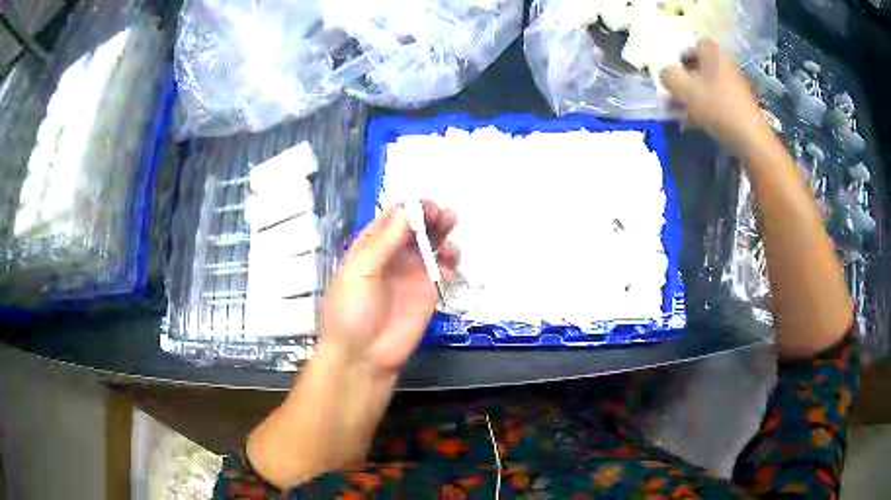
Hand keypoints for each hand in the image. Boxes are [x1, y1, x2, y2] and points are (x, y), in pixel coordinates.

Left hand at [321, 201, 459, 374]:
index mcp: (371, 246)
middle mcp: (393, 255)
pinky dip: (450, 263)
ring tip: (450, 244)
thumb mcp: (361, 272)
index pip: (394, 217)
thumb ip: (384, 242)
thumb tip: (407, 209)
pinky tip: (449, 269)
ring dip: (444, 237)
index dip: (412, 208)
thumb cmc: (353, 311)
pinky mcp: (428, 292)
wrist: (364, 357)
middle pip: (417, 227)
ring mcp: (412, 274)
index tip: (428, 208)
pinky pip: (444, 270)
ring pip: (433, 245)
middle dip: (433, 218)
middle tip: (446, 218)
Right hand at [661, 41, 768, 151]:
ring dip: (696, 97)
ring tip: (685, 115)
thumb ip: (669, 76)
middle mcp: (726, 63)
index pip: (693, 47)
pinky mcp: (742, 104)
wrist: (751, 138)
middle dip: (688, 81)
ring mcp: (736, 84)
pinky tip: (701, 123)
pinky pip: (720, 100)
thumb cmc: (716, 107)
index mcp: (713, 53)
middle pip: (702, 68)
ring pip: (710, 86)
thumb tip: (666, 74)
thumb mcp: (684, 89)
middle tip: (677, 98)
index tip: (675, 76)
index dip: (682, 59)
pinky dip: (709, 108)